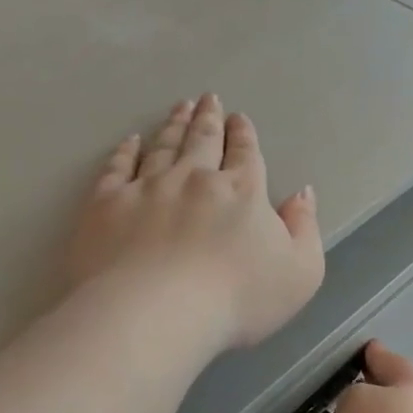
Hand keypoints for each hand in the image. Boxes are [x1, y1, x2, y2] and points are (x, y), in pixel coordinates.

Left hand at [66, 94, 324, 352]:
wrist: (156, 313)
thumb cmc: (236, 300)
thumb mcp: (299, 273)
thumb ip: (305, 228)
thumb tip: (303, 192)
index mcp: (241, 192)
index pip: (245, 153)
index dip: (243, 134)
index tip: (238, 118)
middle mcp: (193, 178)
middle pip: (202, 140)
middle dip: (208, 118)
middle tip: (208, 98)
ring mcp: (147, 187)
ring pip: (163, 146)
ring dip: (173, 125)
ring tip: (178, 108)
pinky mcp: (107, 204)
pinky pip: (117, 167)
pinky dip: (125, 151)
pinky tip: (130, 141)